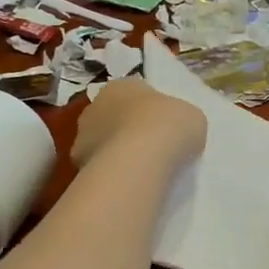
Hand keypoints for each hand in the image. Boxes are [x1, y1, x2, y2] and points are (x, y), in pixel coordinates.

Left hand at [72, 80, 207, 171]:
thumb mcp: (191, 116)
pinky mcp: (77, 163)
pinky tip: (126, 183)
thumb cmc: (168, 126)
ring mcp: (82, 134)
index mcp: (122, 85)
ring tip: (140, 171)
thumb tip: (174, 128)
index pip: (135, 93)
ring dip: (116, 152)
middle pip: (114, 116)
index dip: (150, 110)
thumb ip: (179, 118)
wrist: (140, 160)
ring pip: (102, 142)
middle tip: (151, 149)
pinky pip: (97, 166)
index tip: (164, 127)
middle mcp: (96, 104)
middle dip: (128, 130)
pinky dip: (109, 173)